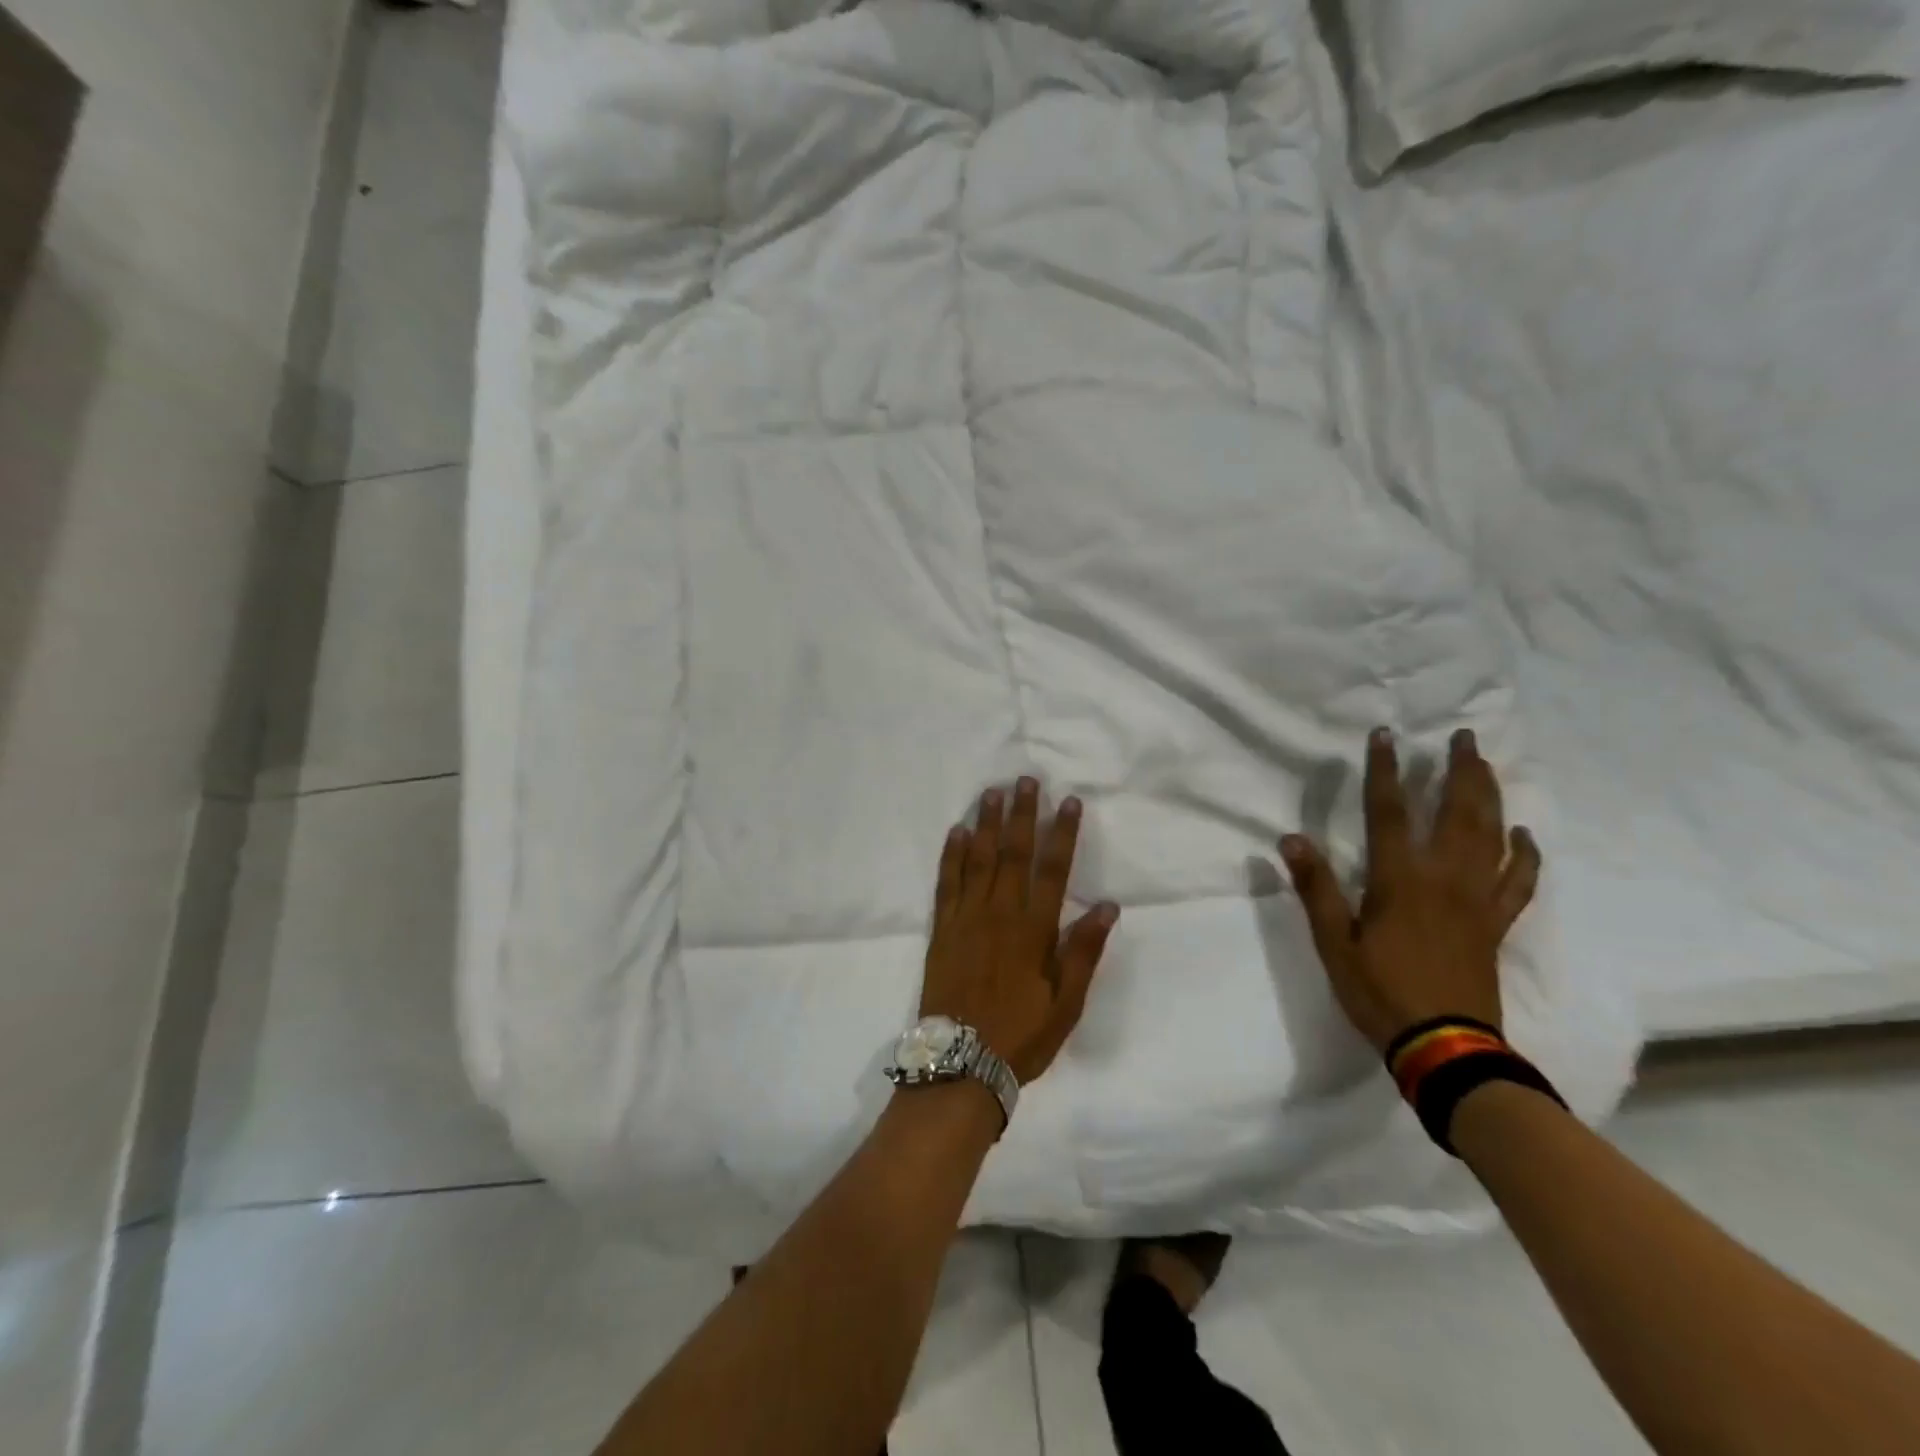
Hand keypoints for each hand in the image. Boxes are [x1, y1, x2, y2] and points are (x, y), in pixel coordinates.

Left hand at [921, 778, 1119, 1083]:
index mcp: (1034, 929)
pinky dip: (952, 856)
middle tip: (1025, 780)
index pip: (1053, 870)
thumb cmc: (1021, 1034)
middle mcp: (1000, 913)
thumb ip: (1084, 951)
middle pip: (1014, 853)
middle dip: (1022, 814)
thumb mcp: (1067, 1003)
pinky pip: (947, 883)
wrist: (961, 1062)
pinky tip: (956, 832)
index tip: (1068, 802)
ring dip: (986, 824)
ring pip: (979, 860)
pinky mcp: (943, 928)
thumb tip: (1107, 905)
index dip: (1062, 834)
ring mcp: (967, 918)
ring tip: (991, 793)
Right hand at [1279, 727, 1539, 1054]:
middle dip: (1459, 770)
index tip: (1385, 736)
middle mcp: (1444, 879)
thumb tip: (1291, 839)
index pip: (1389, 813)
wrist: (1445, 1046)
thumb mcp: (1334, 943)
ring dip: (1490, 797)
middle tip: (1463, 736)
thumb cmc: (1380, 992)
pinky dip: (1525, 855)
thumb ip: (1316, 889)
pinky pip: (1518, 882)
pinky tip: (1524, 835)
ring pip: (1491, 837)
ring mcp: (1477, 900)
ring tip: (1487, 766)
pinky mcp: (1495, 924)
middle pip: (1457, 812)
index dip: (1385, 771)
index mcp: (1399, 880)